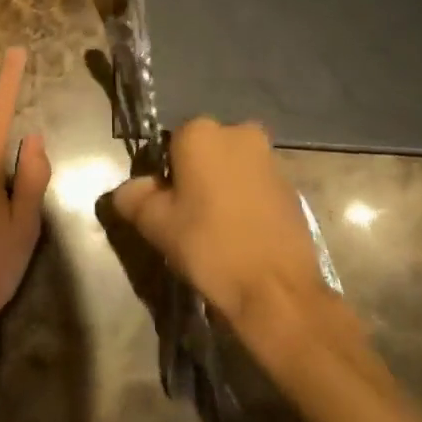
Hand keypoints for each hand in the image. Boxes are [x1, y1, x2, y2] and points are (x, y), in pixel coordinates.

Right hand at [107, 118, 334, 339]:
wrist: (277, 289)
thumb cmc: (210, 246)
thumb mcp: (156, 225)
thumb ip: (134, 197)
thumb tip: (129, 189)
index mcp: (201, 132)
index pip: (170, 145)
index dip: (164, 176)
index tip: (165, 207)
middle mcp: (238, 132)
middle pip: (205, 152)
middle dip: (196, 177)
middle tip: (189, 218)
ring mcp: (270, 157)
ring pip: (233, 167)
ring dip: (223, 188)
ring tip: (217, 230)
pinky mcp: (292, 185)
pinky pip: (256, 186)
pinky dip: (247, 201)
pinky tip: (243, 235)